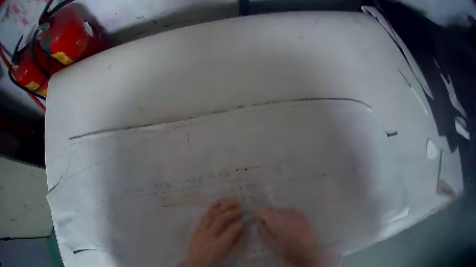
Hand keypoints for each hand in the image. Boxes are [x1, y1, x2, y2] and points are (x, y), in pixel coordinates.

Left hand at [186, 199, 249, 266]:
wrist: (197, 264)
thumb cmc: (216, 260)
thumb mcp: (230, 255)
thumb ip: (239, 243)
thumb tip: (246, 230)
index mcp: (218, 245)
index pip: (231, 230)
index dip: (238, 223)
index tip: (244, 218)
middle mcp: (208, 236)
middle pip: (220, 220)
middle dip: (231, 212)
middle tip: (240, 205)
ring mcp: (201, 232)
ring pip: (211, 216)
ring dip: (221, 208)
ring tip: (230, 201)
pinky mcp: (197, 230)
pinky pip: (204, 217)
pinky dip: (210, 209)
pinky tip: (216, 204)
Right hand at [257, 208, 322, 266]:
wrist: (307, 252)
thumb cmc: (287, 250)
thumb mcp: (271, 243)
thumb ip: (263, 231)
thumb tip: (258, 223)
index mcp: (276, 220)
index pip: (263, 211)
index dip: (259, 216)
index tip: (258, 222)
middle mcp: (286, 213)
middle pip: (273, 210)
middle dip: (269, 216)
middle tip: (269, 227)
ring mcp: (296, 213)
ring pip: (282, 210)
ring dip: (279, 216)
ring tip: (280, 227)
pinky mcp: (303, 215)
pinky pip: (291, 212)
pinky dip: (288, 216)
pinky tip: (289, 225)